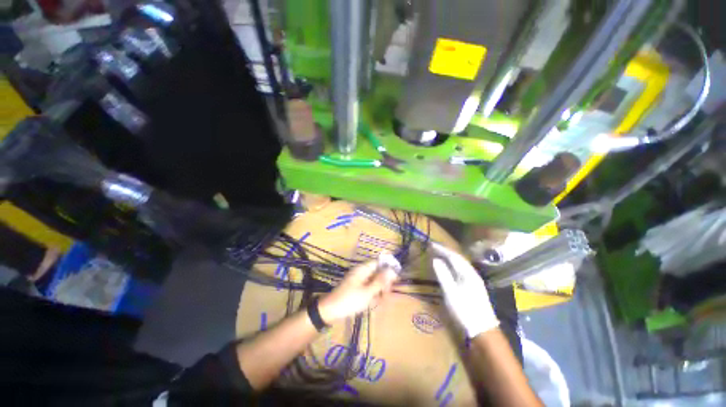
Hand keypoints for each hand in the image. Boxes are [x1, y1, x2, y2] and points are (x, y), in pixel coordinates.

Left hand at [318, 259, 398, 323]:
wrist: (330, 310)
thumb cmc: (350, 300)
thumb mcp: (368, 292)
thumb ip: (380, 281)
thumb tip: (392, 270)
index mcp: (363, 269)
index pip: (379, 262)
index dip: (388, 268)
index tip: (396, 279)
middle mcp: (362, 272)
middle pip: (378, 273)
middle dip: (384, 283)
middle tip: (386, 295)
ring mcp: (359, 280)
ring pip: (374, 282)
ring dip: (379, 291)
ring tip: (379, 302)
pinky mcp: (356, 288)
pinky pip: (368, 288)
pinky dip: (372, 295)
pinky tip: (372, 304)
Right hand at [431, 242, 498, 337]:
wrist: (483, 329)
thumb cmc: (465, 311)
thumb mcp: (451, 293)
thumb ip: (443, 275)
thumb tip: (435, 260)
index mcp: (468, 273)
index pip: (454, 256)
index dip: (442, 249)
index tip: (431, 244)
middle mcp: (472, 274)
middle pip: (458, 258)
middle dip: (445, 251)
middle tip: (433, 247)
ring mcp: (473, 280)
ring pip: (459, 264)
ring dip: (448, 257)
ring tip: (438, 254)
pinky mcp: (472, 286)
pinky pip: (460, 270)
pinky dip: (451, 265)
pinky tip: (447, 267)